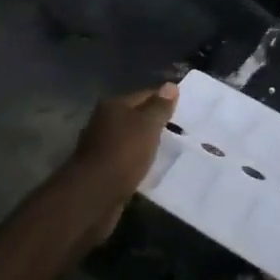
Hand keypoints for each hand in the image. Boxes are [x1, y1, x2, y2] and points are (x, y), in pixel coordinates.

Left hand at [54, 83, 178, 246]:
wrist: (94, 194)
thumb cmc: (123, 153)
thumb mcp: (147, 126)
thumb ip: (159, 107)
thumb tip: (171, 85)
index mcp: (112, 105)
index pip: (144, 95)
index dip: (164, 101)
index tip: (185, 110)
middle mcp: (102, 121)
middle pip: (135, 118)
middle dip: (154, 124)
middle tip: (181, 133)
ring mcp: (99, 146)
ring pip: (129, 140)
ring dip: (145, 145)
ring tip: (169, 152)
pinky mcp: (100, 169)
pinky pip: (125, 160)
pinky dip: (137, 162)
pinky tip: (150, 169)